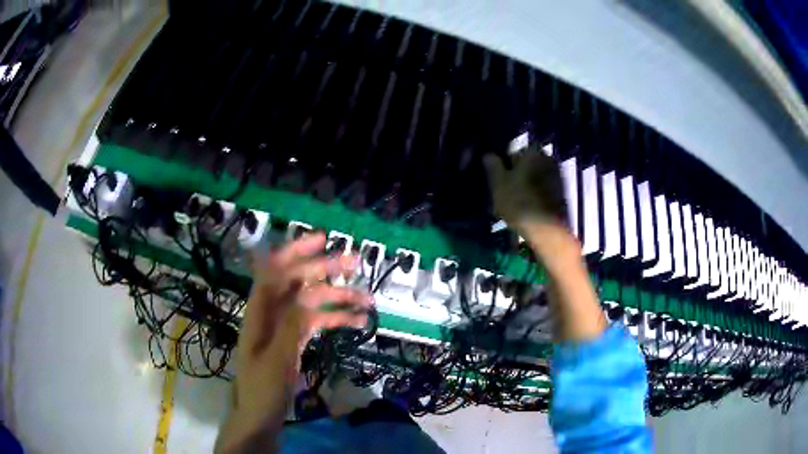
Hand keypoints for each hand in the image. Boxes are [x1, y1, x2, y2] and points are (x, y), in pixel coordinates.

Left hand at [233, 233, 371, 413]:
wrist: (260, 417)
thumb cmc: (262, 389)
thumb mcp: (277, 359)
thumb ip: (292, 325)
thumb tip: (310, 292)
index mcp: (259, 312)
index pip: (275, 272)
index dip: (296, 252)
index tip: (323, 241)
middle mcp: (272, 313)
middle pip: (298, 283)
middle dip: (324, 270)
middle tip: (354, 262)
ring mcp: (285, 326)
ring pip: (312, 302)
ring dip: (338, 298)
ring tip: (367, 298)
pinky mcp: (296, 340)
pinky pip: (317, 322)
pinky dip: (336, 319)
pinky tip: (359, 322)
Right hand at [483, 147, 567, 231]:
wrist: (547, 230)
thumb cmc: (519, 202)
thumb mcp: (498, 184)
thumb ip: (493, 166)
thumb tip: (488, 154)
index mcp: (533, 152)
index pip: (514, 152)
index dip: (504, 165)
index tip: (498, 179)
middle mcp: (548, 159)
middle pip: (527, 164)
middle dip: (517, 174)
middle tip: (505, 191)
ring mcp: (557, 176)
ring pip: (536, 177)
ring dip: (526, 185)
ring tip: (515, 202)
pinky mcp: (562, 193)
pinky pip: (544, 188)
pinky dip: (536, 194)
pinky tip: (527, 208)